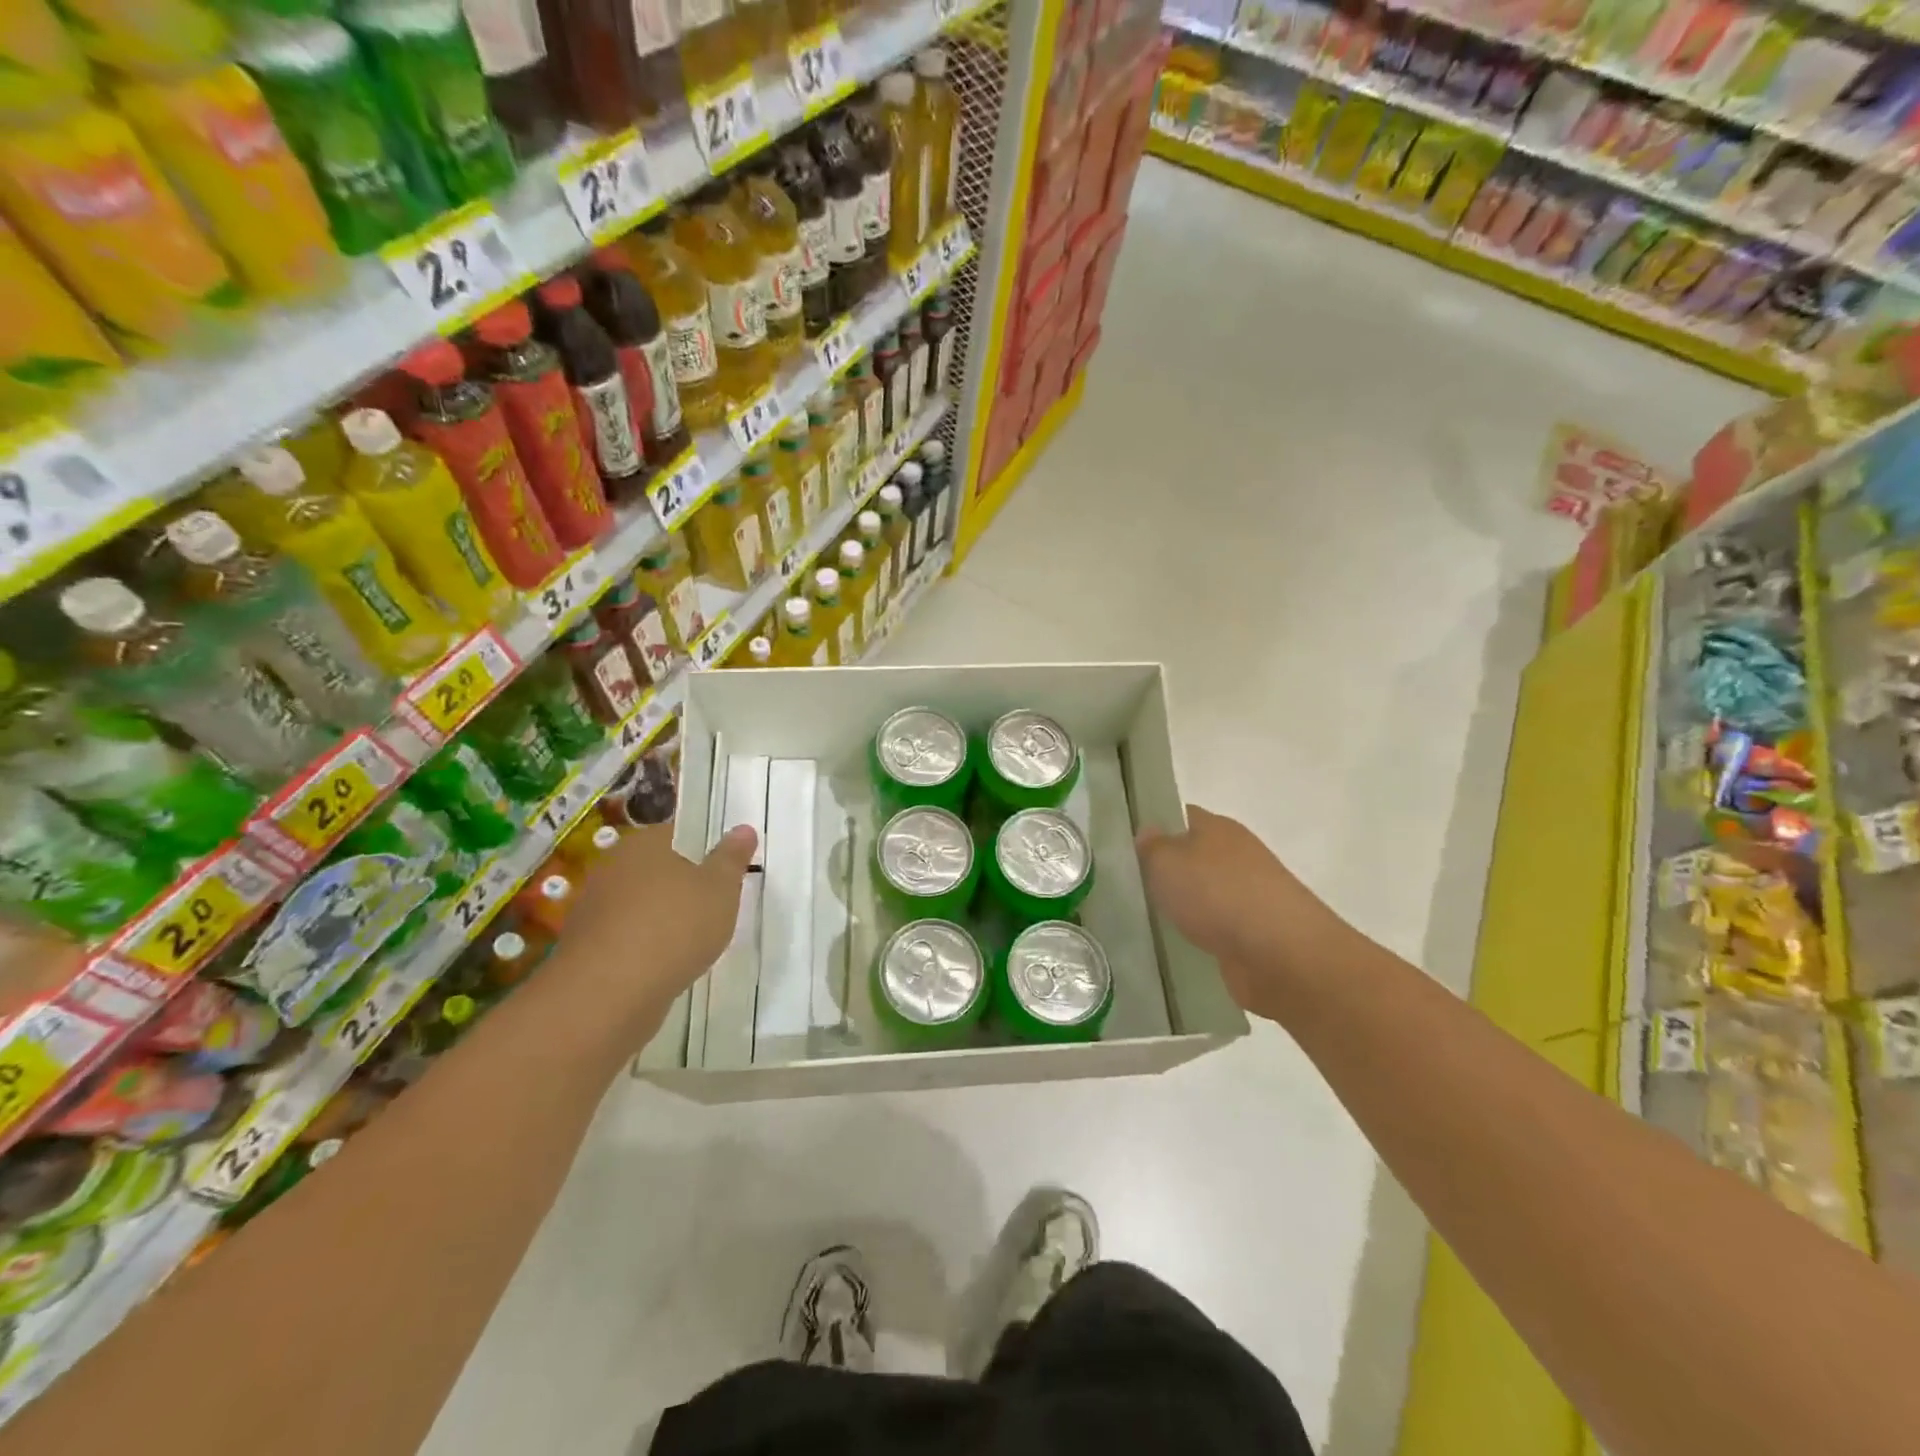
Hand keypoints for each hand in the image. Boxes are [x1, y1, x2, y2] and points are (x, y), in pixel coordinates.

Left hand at [559, 822, 756, 1029]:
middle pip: (656, 869)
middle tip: (714, 906)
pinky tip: (664, 965)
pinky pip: (625, 938)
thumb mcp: (720, 889)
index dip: (703, 849)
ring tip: (692, 941)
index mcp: (645, 844)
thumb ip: (731, 858)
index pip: (677, 834)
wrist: (608, 994)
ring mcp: (593, 909)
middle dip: (682, 886)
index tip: (724, 871)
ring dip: (661, 918)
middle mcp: (613, 868)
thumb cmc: (675, 926)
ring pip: (639, 905)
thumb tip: (743, 828)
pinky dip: (644, 947)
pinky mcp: (585, 948)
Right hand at [1135, 806, 1348, 1020]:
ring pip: (1206, 893)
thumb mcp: (1167, 862)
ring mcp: (1250, 895)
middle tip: (1129, 885)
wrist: (1281, 954)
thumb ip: (1152, 846)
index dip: (1157, 826)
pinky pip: (1218, 927)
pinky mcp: (1255, 933)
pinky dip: (1201, 935)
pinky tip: (1177, 945)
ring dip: (1185, 905)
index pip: (1183, 816)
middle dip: (1168, 870)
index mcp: (1219, 828)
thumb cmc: (1218, 894)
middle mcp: (1237, 855)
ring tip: (1147, 919)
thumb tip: (1149, 831)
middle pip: (1195, 856)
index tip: (1128, 846)